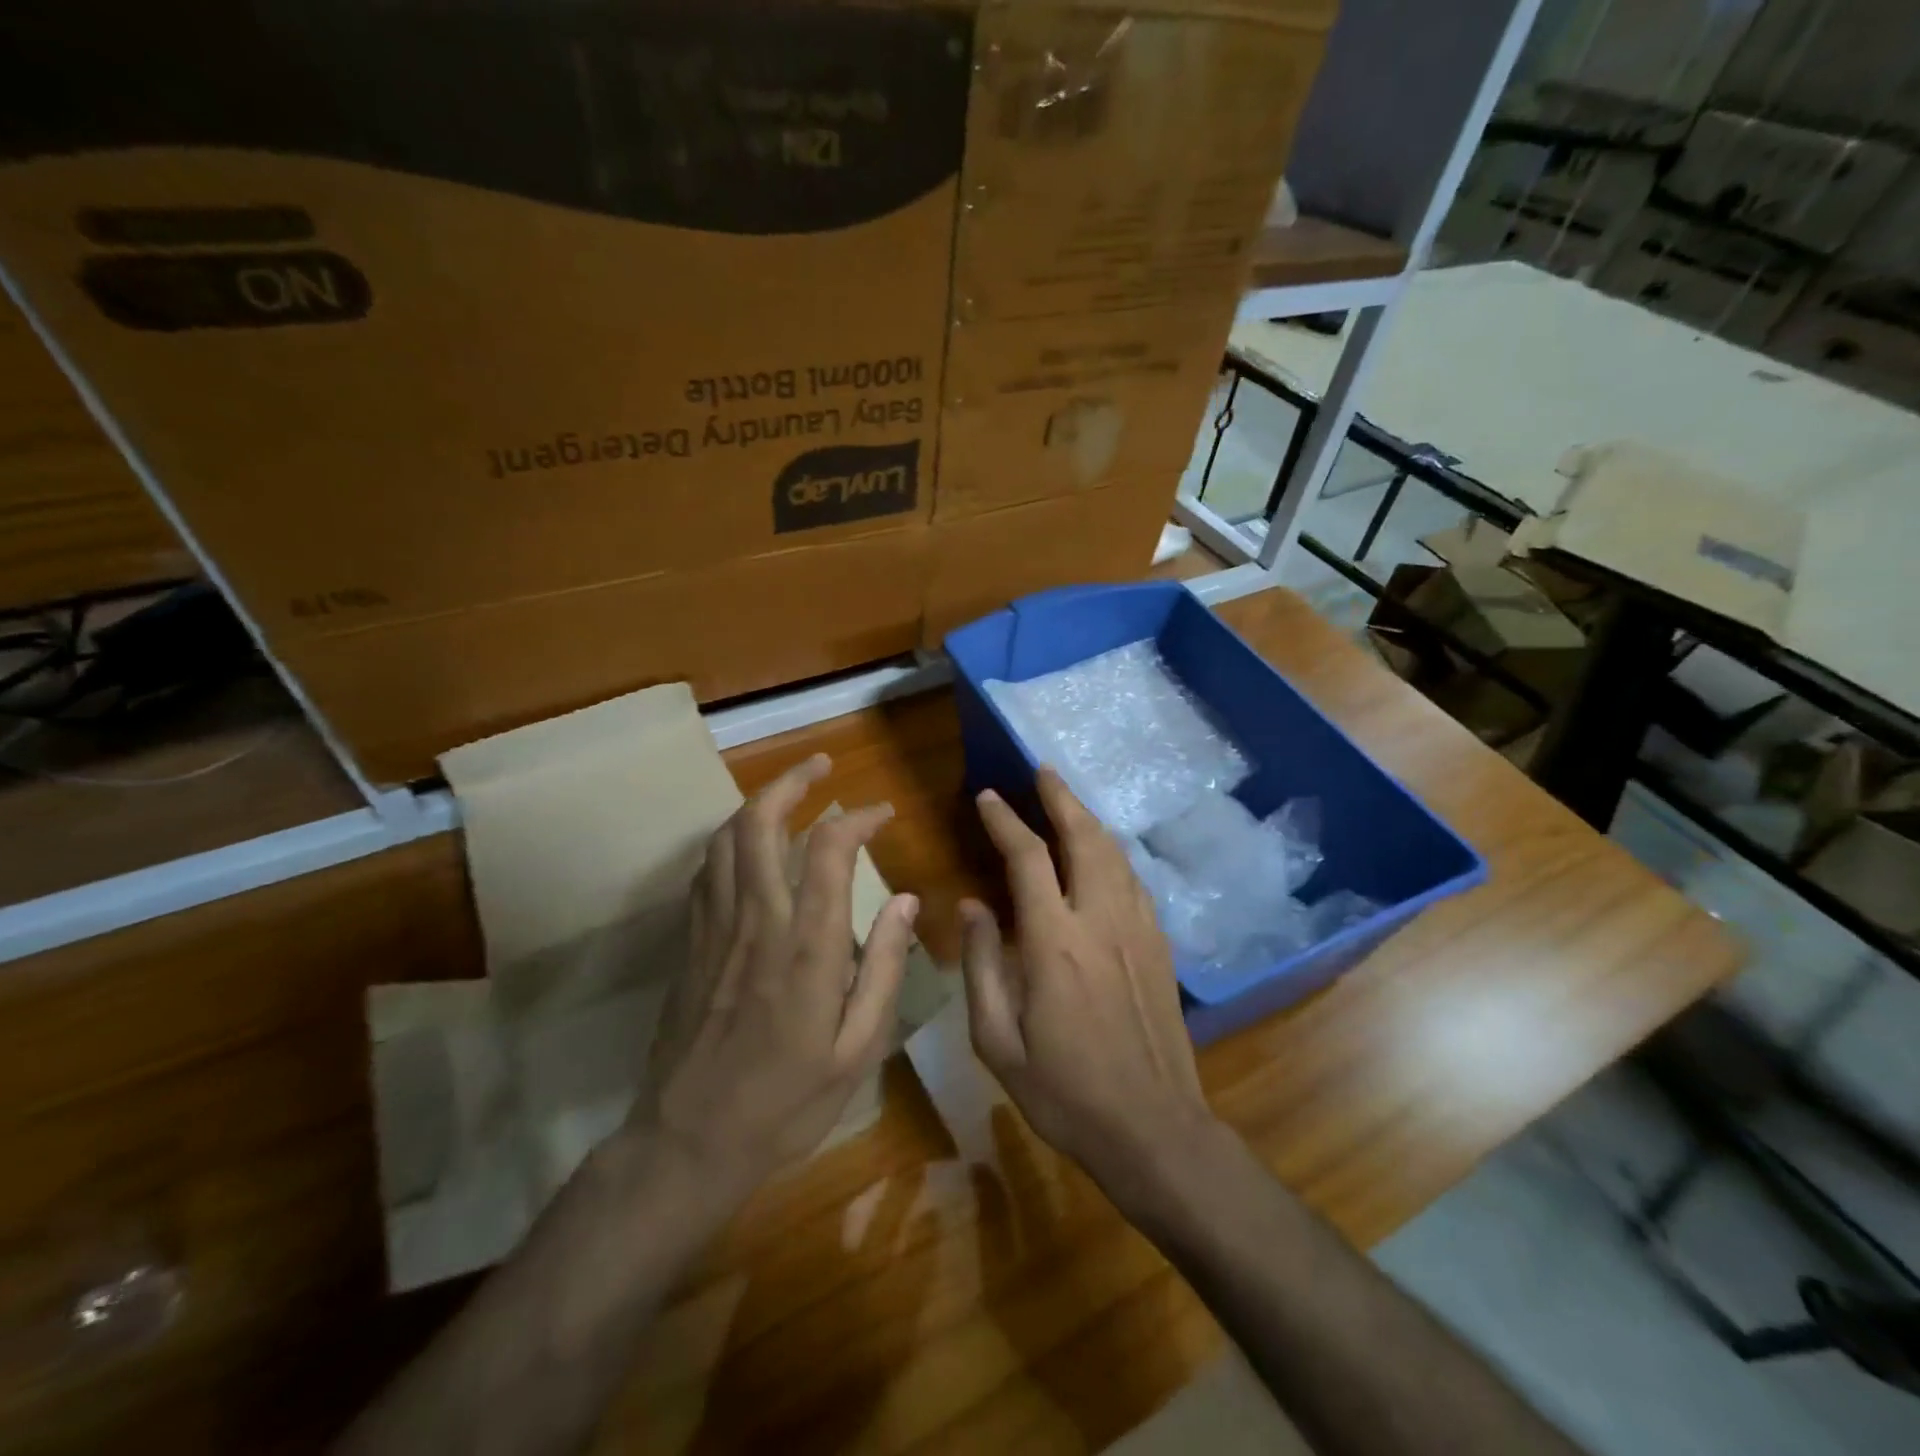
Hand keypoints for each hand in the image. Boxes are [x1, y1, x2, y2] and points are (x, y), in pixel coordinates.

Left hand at [637, 752, 917, 1207]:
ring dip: (756, 802)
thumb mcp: (857, 1048)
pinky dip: (730, 839)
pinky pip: (707, 870)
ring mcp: (715, 927)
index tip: (880, 812)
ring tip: (787, 791)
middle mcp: (756, 920)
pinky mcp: (690, 941)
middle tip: (821, 764)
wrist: (688, 1141)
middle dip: (792, 782)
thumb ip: (883, 967)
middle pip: (761, 823)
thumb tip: (908, 901)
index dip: (856, 818)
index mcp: (806, 946)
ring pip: (726, 838)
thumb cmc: (786, 1102)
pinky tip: (748, 842)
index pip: (828, 850)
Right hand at [960, 767, 1215, 1193]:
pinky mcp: (1159, 946)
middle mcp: (1100, 921)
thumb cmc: (1064, 1093)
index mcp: (1054, 943)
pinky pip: (1135, 881)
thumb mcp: (997, 1041)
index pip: (1028, 859)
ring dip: (1089, 820)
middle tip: (1042, 770)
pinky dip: (1113, 853)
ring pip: (1115, 854)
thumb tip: (972, 906)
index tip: (987, 797)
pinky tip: (1104, 853)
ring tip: (1068, 800)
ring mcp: (1138, 930)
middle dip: (1060, 798)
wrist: (1153, 1129)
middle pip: (1084, 839)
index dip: (1005, 821)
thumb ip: (981, 966)